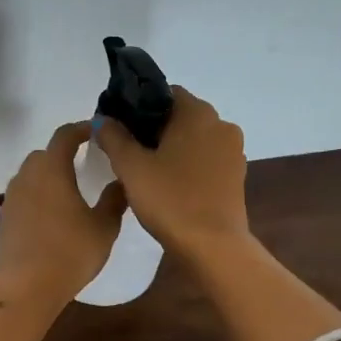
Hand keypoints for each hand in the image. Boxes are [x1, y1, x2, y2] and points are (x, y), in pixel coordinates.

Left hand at [0, 122, 126, 307]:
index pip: (64, 136)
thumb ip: (114, 200)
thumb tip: (121, 181)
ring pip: (30, 176)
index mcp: (52, 170)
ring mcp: (11, 199)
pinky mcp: (4, 219)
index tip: (96, 132)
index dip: (81, 129)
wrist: (27, 288)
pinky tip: (51, 218)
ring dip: (47, 177)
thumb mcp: (104, 227)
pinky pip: (22, 198)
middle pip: (43, 154)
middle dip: (62, 154)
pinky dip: (37, 198)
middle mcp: (27, 177)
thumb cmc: (71, 253)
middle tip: (83, 164)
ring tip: (68, 193)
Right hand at [95, 87, 248, 258]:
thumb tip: (103, 118)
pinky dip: (189, 165)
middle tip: (128, 150)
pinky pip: (207, 160)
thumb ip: (113, 137)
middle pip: (181, 116)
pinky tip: (170, 185)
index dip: (140, 107)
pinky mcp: (237, 176)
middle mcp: (221, 124)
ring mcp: (233, 151)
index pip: (165, 94)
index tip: (121, 127)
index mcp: (198, 113)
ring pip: (195, 139)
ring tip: (147, 170)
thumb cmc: (170, 199)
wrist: (213, 246)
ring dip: (173, 148)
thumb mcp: (131, 167)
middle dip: (156, 129)